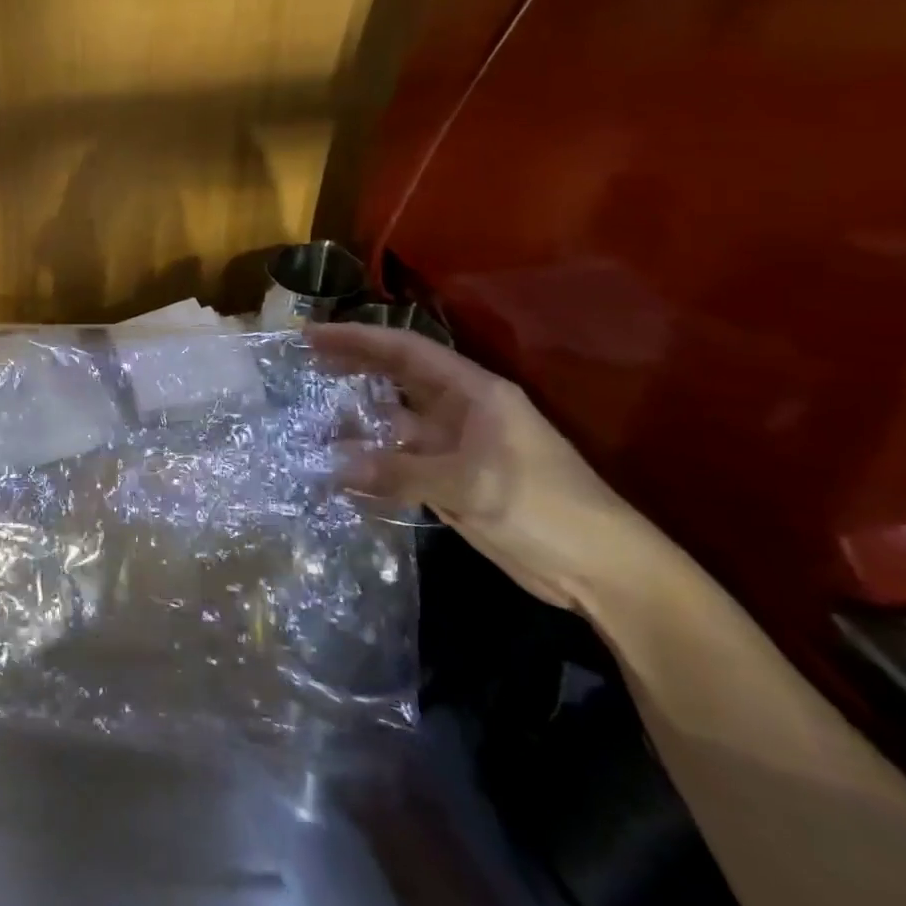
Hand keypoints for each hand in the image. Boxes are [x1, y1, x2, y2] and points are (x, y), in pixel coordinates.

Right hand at [311, 323, 661, 614]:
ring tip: (310, 418)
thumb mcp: (472, 485)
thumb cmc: (546, 508)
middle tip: (304, 361)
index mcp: (474, 393)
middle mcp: (460, 412)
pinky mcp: (451, 480)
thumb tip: (334, 465)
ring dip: (357, 420)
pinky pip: (400, 462)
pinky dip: (371, 462)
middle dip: (353, 366)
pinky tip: (339, 468)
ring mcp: (454, 447)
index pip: (407, 351)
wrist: (600, 570)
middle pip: (397, 379)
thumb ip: (401, 472)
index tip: (313, 335)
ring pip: (395, 422)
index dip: (359, 338)